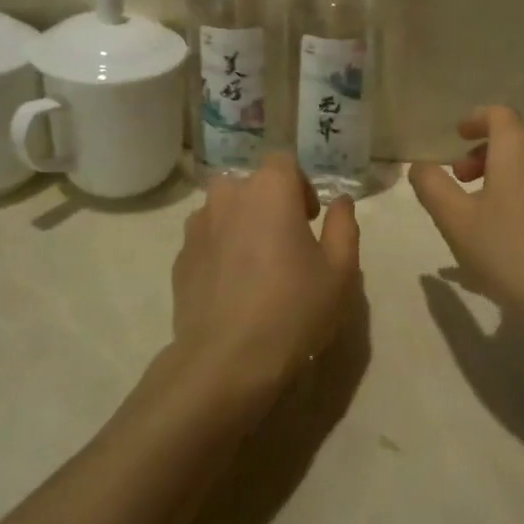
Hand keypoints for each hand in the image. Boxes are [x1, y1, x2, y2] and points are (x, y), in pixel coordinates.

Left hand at [170, 154, 360, 404]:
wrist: (226, 361)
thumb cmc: (294, 308)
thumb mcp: (340, 270)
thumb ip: (344, 226)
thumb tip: (340, 202)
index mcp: (269, 189)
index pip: (284, 163)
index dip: (300, 186)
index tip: (310, 220)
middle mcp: (228, 196)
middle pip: (251, 186)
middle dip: (269, 205)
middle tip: (286, 244)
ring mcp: (197, 227)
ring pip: (225, 212)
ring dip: (241, 226)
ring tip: (256, 267)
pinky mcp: (180, 259)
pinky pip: (206, 242)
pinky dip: (220, 253)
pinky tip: (233, 289)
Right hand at [410, 106, 523, 329]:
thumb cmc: (508, 248)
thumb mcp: (455, 219)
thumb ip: (432, 187)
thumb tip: (421, 166)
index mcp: (518, 149)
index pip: (499, 115)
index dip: (475, 120)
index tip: (457, 136)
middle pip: (514, 140)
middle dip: (483, 152)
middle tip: (459, 179)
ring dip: (501, 175)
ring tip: (478, 209)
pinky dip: (519, 194)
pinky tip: (504, 233)